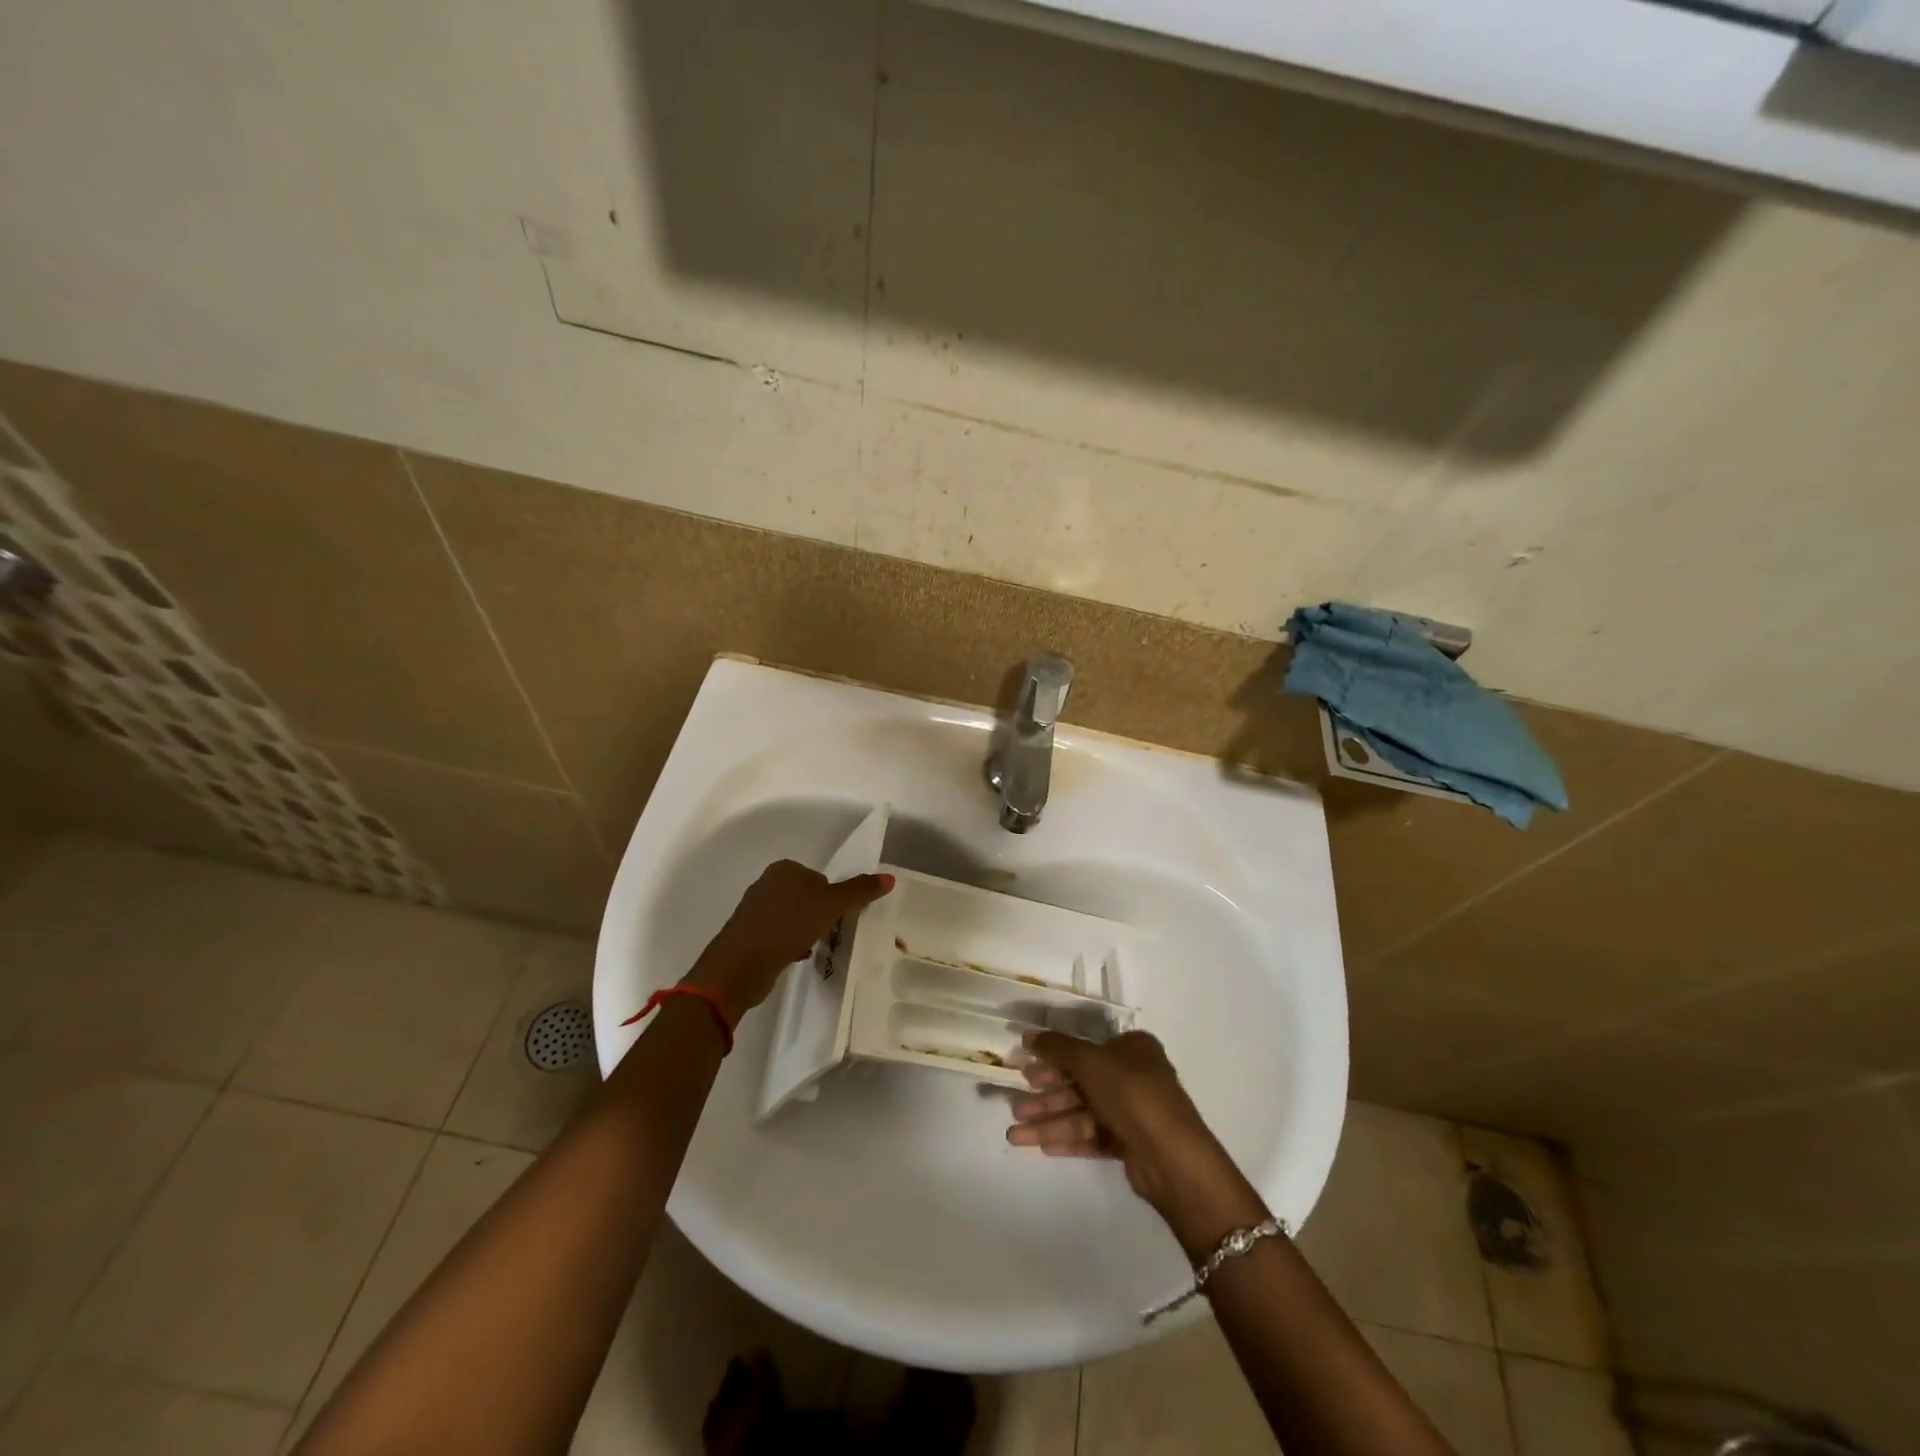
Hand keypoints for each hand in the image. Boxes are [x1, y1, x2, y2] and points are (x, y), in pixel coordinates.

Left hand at [687, 860, 892, 1023]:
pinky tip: (796, 957)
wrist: (740, 965)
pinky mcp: (749, 935)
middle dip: (820, 916)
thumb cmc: (788, 925)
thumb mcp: (830, 905)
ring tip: (813, 947)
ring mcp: (755, 910)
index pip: (822, 878)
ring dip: (806, 931)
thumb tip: (890, 878)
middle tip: (828, 934)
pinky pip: (780, 934)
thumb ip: (859, 891)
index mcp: (784, 868)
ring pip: (794, 917)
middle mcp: (767, 883)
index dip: (833, 898)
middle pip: (808, 897)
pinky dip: (790, 944)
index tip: (837, 917)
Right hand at [1007, 1031, 1265, 1244]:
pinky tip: (1041, 1146)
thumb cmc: (1132, 1093)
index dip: (1054, 1058)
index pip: (1086, 1049)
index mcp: (1132, 1048)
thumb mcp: (1090, 1061)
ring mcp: (1131, 1112)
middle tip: (1016, 1106)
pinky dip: (1067, 1139)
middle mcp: (1133, 1076)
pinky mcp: (1129, 1144)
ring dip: (1049, 1121)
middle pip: (1080, 1082)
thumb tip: (1028, 1034)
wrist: (1172, 1157)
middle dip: (1046, 1096)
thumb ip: (1058, 1048)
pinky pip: (1091, 1136)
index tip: (1026, 1068)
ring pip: (1082, 1112)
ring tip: (1015, 1133)